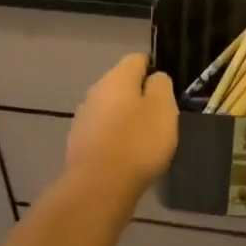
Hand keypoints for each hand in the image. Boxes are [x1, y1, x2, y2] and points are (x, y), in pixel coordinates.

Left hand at [63, 54, 178, 201]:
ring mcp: (84, 117)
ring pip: (111, 108)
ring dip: (126, 118)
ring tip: (144, 141)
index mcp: (117, 77)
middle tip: (159, 118)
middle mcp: (96, 90)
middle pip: (123, 84)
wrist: (98, 187)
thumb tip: (154, 78)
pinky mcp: (78, 142)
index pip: (138, 59)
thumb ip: (161, 86)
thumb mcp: (163, 109)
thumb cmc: (137, 143)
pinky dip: (115, 138)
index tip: (167, 91)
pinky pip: (103, 131)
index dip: (155, 70)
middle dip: (140, 97)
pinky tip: (126, 156)